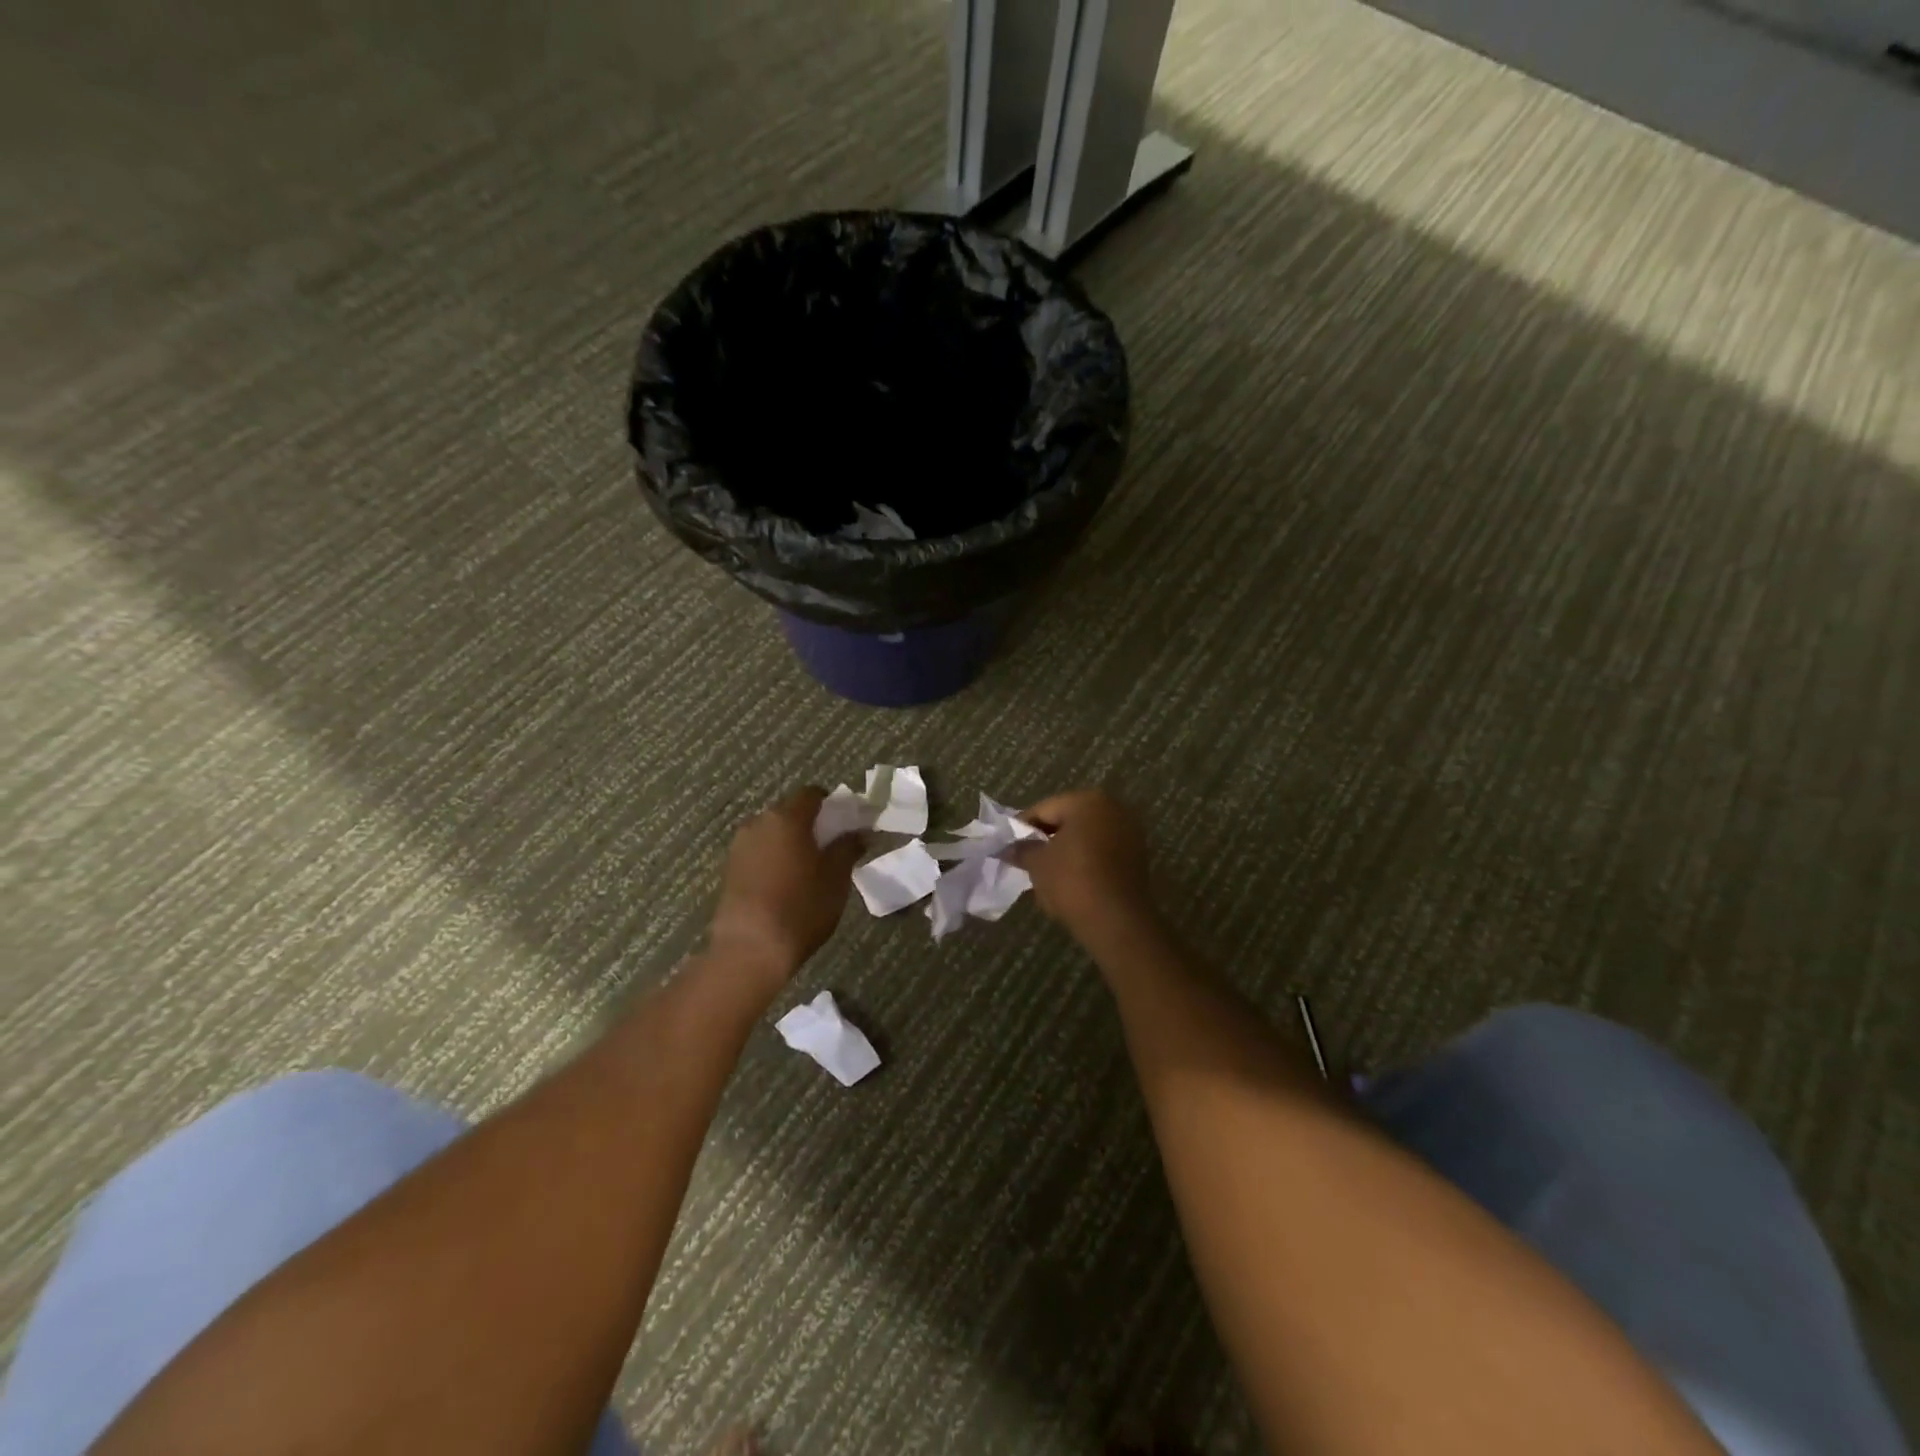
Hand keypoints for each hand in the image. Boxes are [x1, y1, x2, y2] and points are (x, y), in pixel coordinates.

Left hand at [708, 788, 863, 986]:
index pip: (812, 794)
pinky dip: (774, 859)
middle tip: (830, 849)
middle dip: (810, 824)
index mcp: (787, 817)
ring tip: (808, 870)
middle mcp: (758, 822)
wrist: (750, 950)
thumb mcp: (836, 878)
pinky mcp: (729, 869)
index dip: (831, 804)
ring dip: (790, 843)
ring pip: (772, 833)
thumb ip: (848, 848)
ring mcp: (739, 846)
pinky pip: (758, 852)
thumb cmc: (801, 908)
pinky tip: (785, 885)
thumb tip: (860, 832)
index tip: (845, 824)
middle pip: (790, 812)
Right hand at [1011, 789, 1158, 940]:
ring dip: (1067, 849)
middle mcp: (1113, 808)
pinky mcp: (1137, 856)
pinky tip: (1071, 879)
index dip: (1022, 827)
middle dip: (1047, 837)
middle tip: (1026, 858)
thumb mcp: (1038, 864)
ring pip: (1086, 835)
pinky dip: (1085, 859)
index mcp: (1087, 801)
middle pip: (1068, 818)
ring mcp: (1130, 831)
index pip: (1044, 809)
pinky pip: (1102, 850)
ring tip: (1047, 871)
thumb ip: (1022, 849)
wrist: (1117, 921)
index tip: (1009, 845)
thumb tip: (1009, 848)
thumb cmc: (1072, 881)